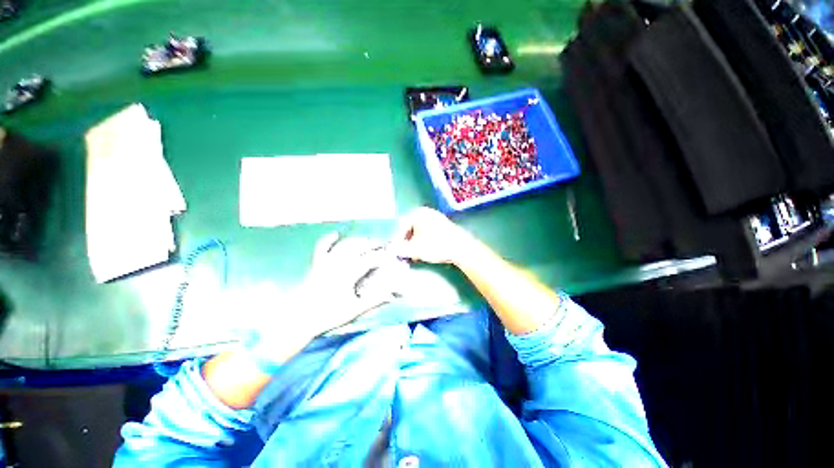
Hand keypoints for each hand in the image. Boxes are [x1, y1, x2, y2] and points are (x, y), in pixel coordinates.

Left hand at [236, 232, 398, 374]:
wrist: (298, 319)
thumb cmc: (327, 316)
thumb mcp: (353, 310)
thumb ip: (373, 301)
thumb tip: (391, 295)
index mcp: (347, 274)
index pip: (369, 260)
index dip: (381, 257)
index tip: (389, 258)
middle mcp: (337, 264)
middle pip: (357, 248)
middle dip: (371, 245)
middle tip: (381, 247)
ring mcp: (325, 262)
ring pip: (343, 245)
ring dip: (356, 241)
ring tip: (366, 241)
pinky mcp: (316, 264)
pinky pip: (322, 248)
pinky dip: (328, 240)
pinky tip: (335, 234)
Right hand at [392, 207, 473, 264]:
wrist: (462, 248)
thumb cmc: (436, 245)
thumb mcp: (415, 249)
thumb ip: (400, 249)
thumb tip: (392, 250)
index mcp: (417, 213)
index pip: (401, 227)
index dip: (397, 241)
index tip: (396, 252)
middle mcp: (426, 212)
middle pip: (410, 229)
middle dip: (407, 243)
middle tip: (406, 255)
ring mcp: (436, 217)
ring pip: (420, 232)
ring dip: (415, 244)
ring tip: (416, 255)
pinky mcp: (444, 225)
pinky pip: (429, 232)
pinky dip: (424, 241)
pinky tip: (426, 251)